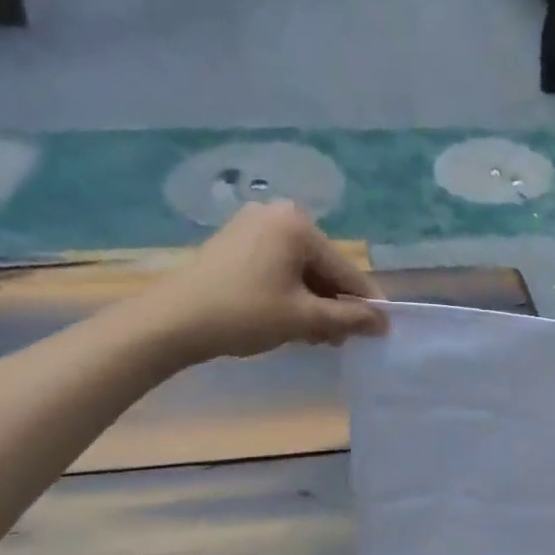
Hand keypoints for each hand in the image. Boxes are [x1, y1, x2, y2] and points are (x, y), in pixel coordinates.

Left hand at [130, 203, 386, 362]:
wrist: (171, 323)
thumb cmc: (245, 314)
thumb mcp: (304, 318)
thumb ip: (349, 318)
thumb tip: (383, 323)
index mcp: (298, 225)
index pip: (344, 269)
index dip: (365, 302)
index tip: (382, 328)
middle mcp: (277, 215)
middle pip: (321, 267)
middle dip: (334, 304)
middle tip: (342, 339)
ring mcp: (251, 226)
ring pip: (299, 269)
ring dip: (312, 302)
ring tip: (316, 336)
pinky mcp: (233, 242)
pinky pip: (276, 267)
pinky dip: (288, 292)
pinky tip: (290, 319)